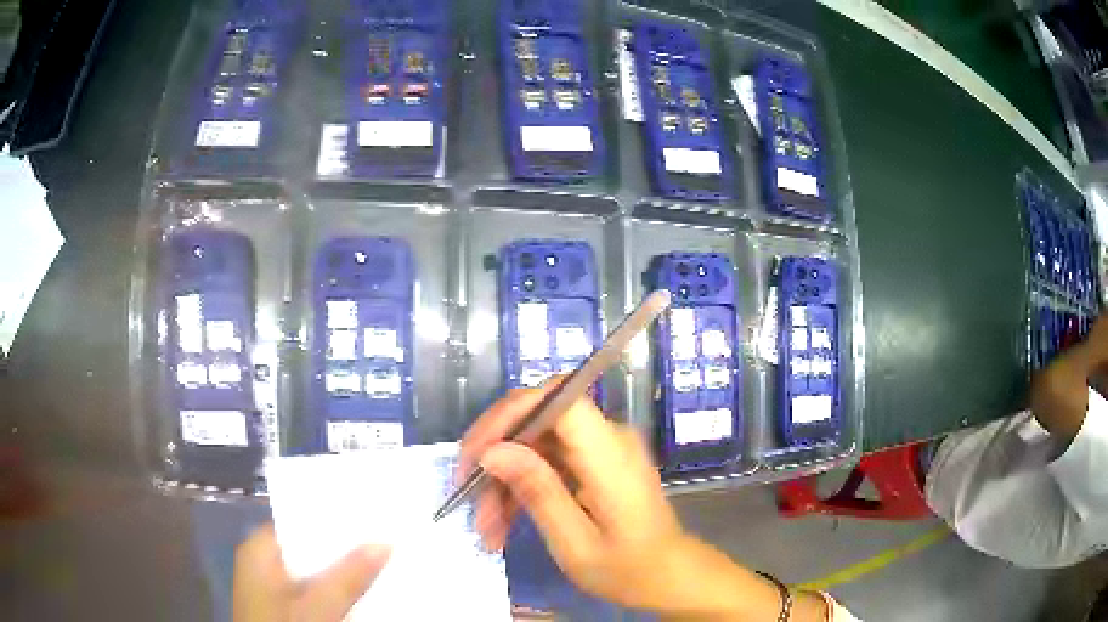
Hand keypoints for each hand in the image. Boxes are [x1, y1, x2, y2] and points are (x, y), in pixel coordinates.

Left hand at [233, 523, 390, 621]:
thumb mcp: (319, 606)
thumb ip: (349, 576)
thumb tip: (384, 543)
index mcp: (258, 551)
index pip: (297, 522)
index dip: (332, 520)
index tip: (367, 517)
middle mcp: (261, 564)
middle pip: (307, 549)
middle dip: (341, 549)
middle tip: (380, 540)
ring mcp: (270, 589)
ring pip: (312, 573)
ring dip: (340, 573)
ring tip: (377, 563)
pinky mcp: (281, 609)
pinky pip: (310, 592)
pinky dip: (332, 592)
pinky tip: (358, 593)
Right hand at [459, 384, 747, 615]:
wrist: (667, 576)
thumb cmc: (627, 568)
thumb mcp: (575, 542)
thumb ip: (537, 491)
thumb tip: (493, 450)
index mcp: (610, 453)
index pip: (557, 398)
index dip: (510, 414)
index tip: (476, 454)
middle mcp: (607, 438)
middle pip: (537, 419)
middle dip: (495, 456)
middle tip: (468, 499)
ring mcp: (600, 449)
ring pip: (534, 443)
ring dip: (503, 481)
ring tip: (487, 529)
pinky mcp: (593, 462)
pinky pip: (546, 460)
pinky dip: (521, 488)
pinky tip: (503, 523)